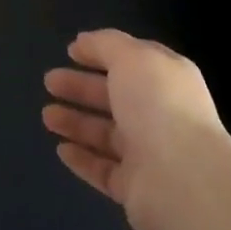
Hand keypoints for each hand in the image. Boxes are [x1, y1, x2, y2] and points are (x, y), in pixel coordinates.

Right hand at [43, 29, 229, 229]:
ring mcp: (149, 153)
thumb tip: (84, 41)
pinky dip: (83, 159)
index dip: (102, 52)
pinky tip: (61, 149)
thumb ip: (106, 44)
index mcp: (166, 78)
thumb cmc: (158, 106)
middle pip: (115, 96)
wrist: (184, 181)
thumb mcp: (131, 57)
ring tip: (46, 116)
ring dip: (76, 122)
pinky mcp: (136, 188)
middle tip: (49, 82)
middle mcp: (160, 113)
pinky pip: (104, 170)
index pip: (132, 60)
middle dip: (81, 87)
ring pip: (106, 134)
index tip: (71, 51)